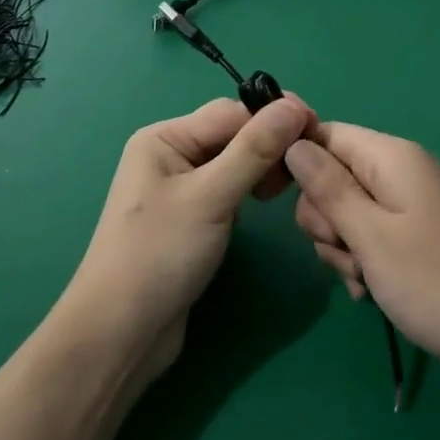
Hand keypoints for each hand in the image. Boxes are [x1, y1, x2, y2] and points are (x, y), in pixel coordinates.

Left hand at [57, 96, 315, 381]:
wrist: (121, 334)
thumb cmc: (159, 255)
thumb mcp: (210, 197)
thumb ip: (254, 150)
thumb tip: (294, 106)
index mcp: (164, 137)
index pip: (230, 112)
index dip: (273, 117)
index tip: (318, 131)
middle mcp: (169, 154)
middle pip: (231, 134)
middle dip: (269, 144)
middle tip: (308, 165)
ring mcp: (179, 187)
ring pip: (232, 162)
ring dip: (262, 168)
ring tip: (288, 188)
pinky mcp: (190, 218)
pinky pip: (227, 188)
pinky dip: (249, 190)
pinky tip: (265, 203)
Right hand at [286, 123, 439, 378]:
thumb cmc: (436, 283)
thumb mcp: (369, 235)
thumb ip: (327, 187)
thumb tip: (292, 144)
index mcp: (390, 156)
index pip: (325, 134)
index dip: (300, 164)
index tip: (287, 204)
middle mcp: (401, 171)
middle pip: (334, 176)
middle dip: (326, 218)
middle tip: (345, 252)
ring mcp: (413, 204)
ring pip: (349, 212)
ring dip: (344, 247)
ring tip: (365, 281)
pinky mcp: (421, 234)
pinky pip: (374, 235)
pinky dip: (366, 261)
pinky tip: (374, 292)